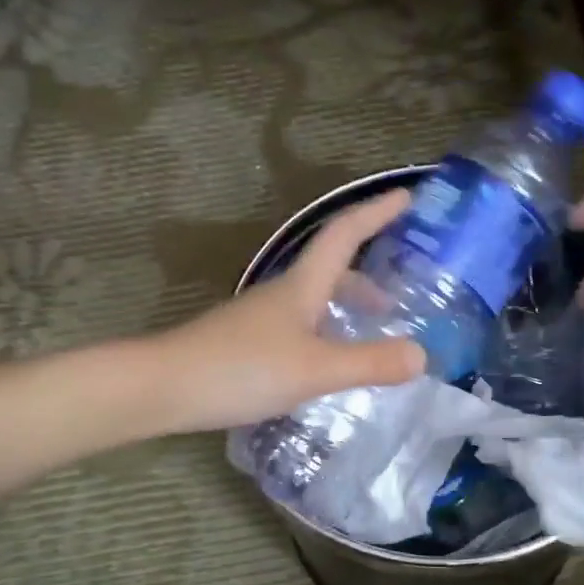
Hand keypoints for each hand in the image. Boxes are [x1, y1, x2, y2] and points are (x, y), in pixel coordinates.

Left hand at [154, 191, 426, 432]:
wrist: (161, 387)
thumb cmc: (240, 368)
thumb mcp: (314, 369)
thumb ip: (368, 363)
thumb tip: (421, 355)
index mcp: (301, 287)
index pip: (344, 234)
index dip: (376, 213)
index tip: (408, 197)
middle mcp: (281, 296)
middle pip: (330, 270)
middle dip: (367, 277)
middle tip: (397, 299)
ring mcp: (260, 321)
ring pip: (313, 302)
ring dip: (345, 309)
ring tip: (369, 338)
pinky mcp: (245, 346)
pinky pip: (299, 329)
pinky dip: (324, 335)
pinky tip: (327, 367)